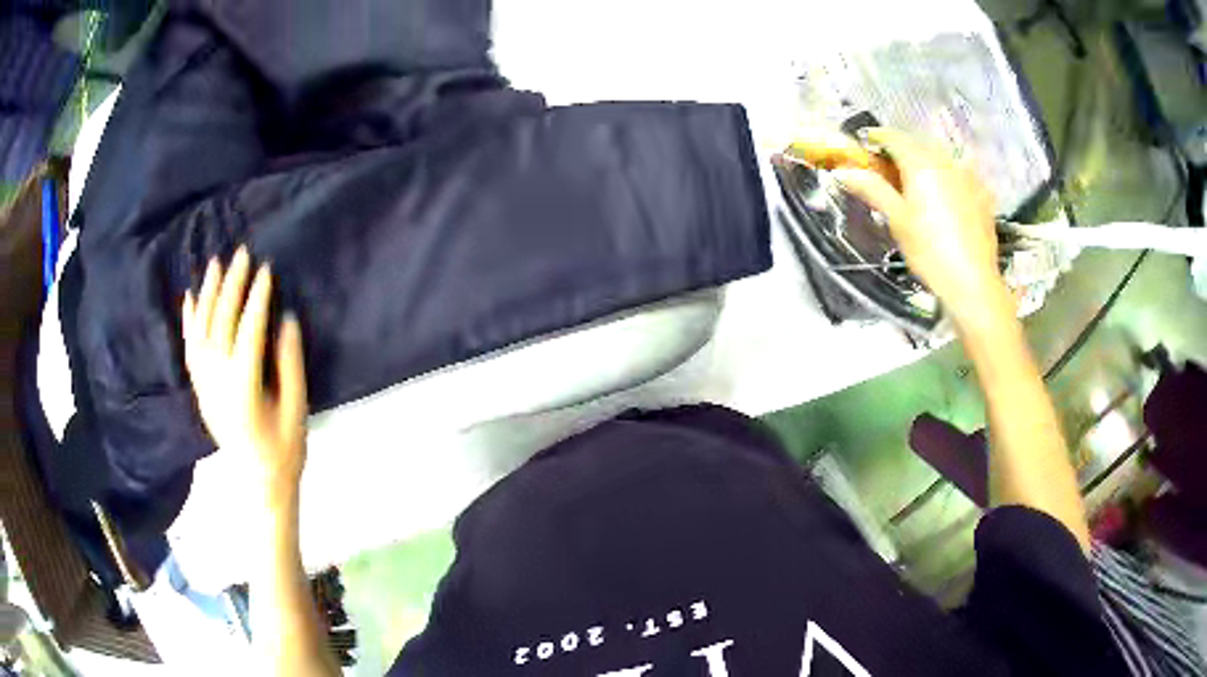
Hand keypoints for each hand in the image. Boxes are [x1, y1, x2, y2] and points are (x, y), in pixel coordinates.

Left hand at [182, 247, 307, 512]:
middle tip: (242, 254)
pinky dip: (189, 321)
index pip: (248, 333)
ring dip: (208, 294)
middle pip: (221, 324)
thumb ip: (290, 363)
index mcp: (244, 389)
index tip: (266, 270)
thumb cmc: (283, 449)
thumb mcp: (296, 409)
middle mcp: (217, 382)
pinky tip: (191, 297)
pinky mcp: (200, 388)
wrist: (258, 482)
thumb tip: (286, 318)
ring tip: (215, 263)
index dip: (257, 300)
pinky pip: (189, 349)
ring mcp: (205, 385)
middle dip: (232, 286)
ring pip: (201, 331)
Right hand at [816, 128, 1008, 324]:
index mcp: (920, 164)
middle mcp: (945, 161)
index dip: (876, 138)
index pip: (893, 138)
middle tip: (887, 169)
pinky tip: (944, 197)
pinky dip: (946, 177)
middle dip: (901, 151)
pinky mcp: (982, 194)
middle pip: (918, 144)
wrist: (973, 283)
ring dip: (924, 162)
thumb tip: (844, 171)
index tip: (863, 145)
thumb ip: (873, 190)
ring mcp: (967, 176)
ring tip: (916, 184)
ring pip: (940, 158)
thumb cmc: (930, 252)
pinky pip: (959, 174)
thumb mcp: (897, 221)